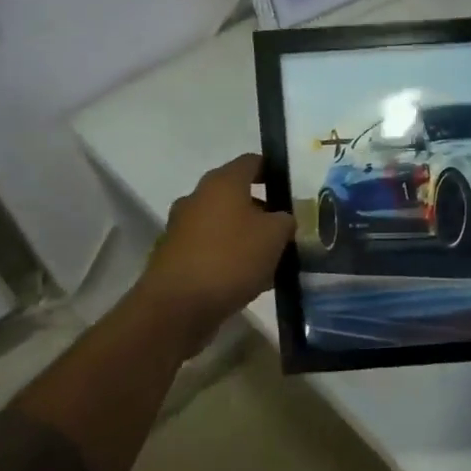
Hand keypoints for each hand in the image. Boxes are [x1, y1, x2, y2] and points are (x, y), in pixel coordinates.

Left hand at [132, 153, 295, 338]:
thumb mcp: (275, 235)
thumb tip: (282, 219)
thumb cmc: (231, 258)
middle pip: (237, 194)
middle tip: (288, 227)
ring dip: (247, 236)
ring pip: (224, 224)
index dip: (275, 170)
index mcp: (222, 183)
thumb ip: (286, 220)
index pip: (252, 162)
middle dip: (263, 209)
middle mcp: (198, 198)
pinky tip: (251, 279)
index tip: (294, 188)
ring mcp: (182, 228)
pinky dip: (230, 257)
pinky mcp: (176, 257)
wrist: (176, 308)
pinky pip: (212, 249)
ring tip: (273, 258)